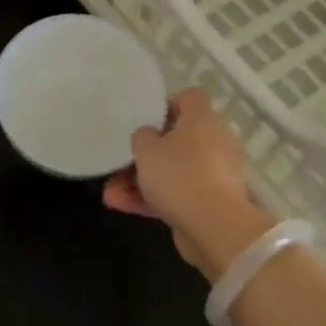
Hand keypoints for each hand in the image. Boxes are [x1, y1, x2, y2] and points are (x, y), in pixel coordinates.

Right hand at [102, 88, 274, 282]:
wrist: (215, 227)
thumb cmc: (179, 175)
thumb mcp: (147, 149)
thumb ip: (142, 136)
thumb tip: (148, 135)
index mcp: (203, 120)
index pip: (190, 98)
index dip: (167, 105)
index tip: (146, 122)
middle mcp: (213, 142)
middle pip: (176, 139)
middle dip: (145, 154)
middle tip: (121, 164)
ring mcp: (212, 174)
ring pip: (172, 170)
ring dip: (141, 181)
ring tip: (110, 193)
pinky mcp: (208, 202)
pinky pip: (177, 194)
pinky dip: (152, 199)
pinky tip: (121, 206)